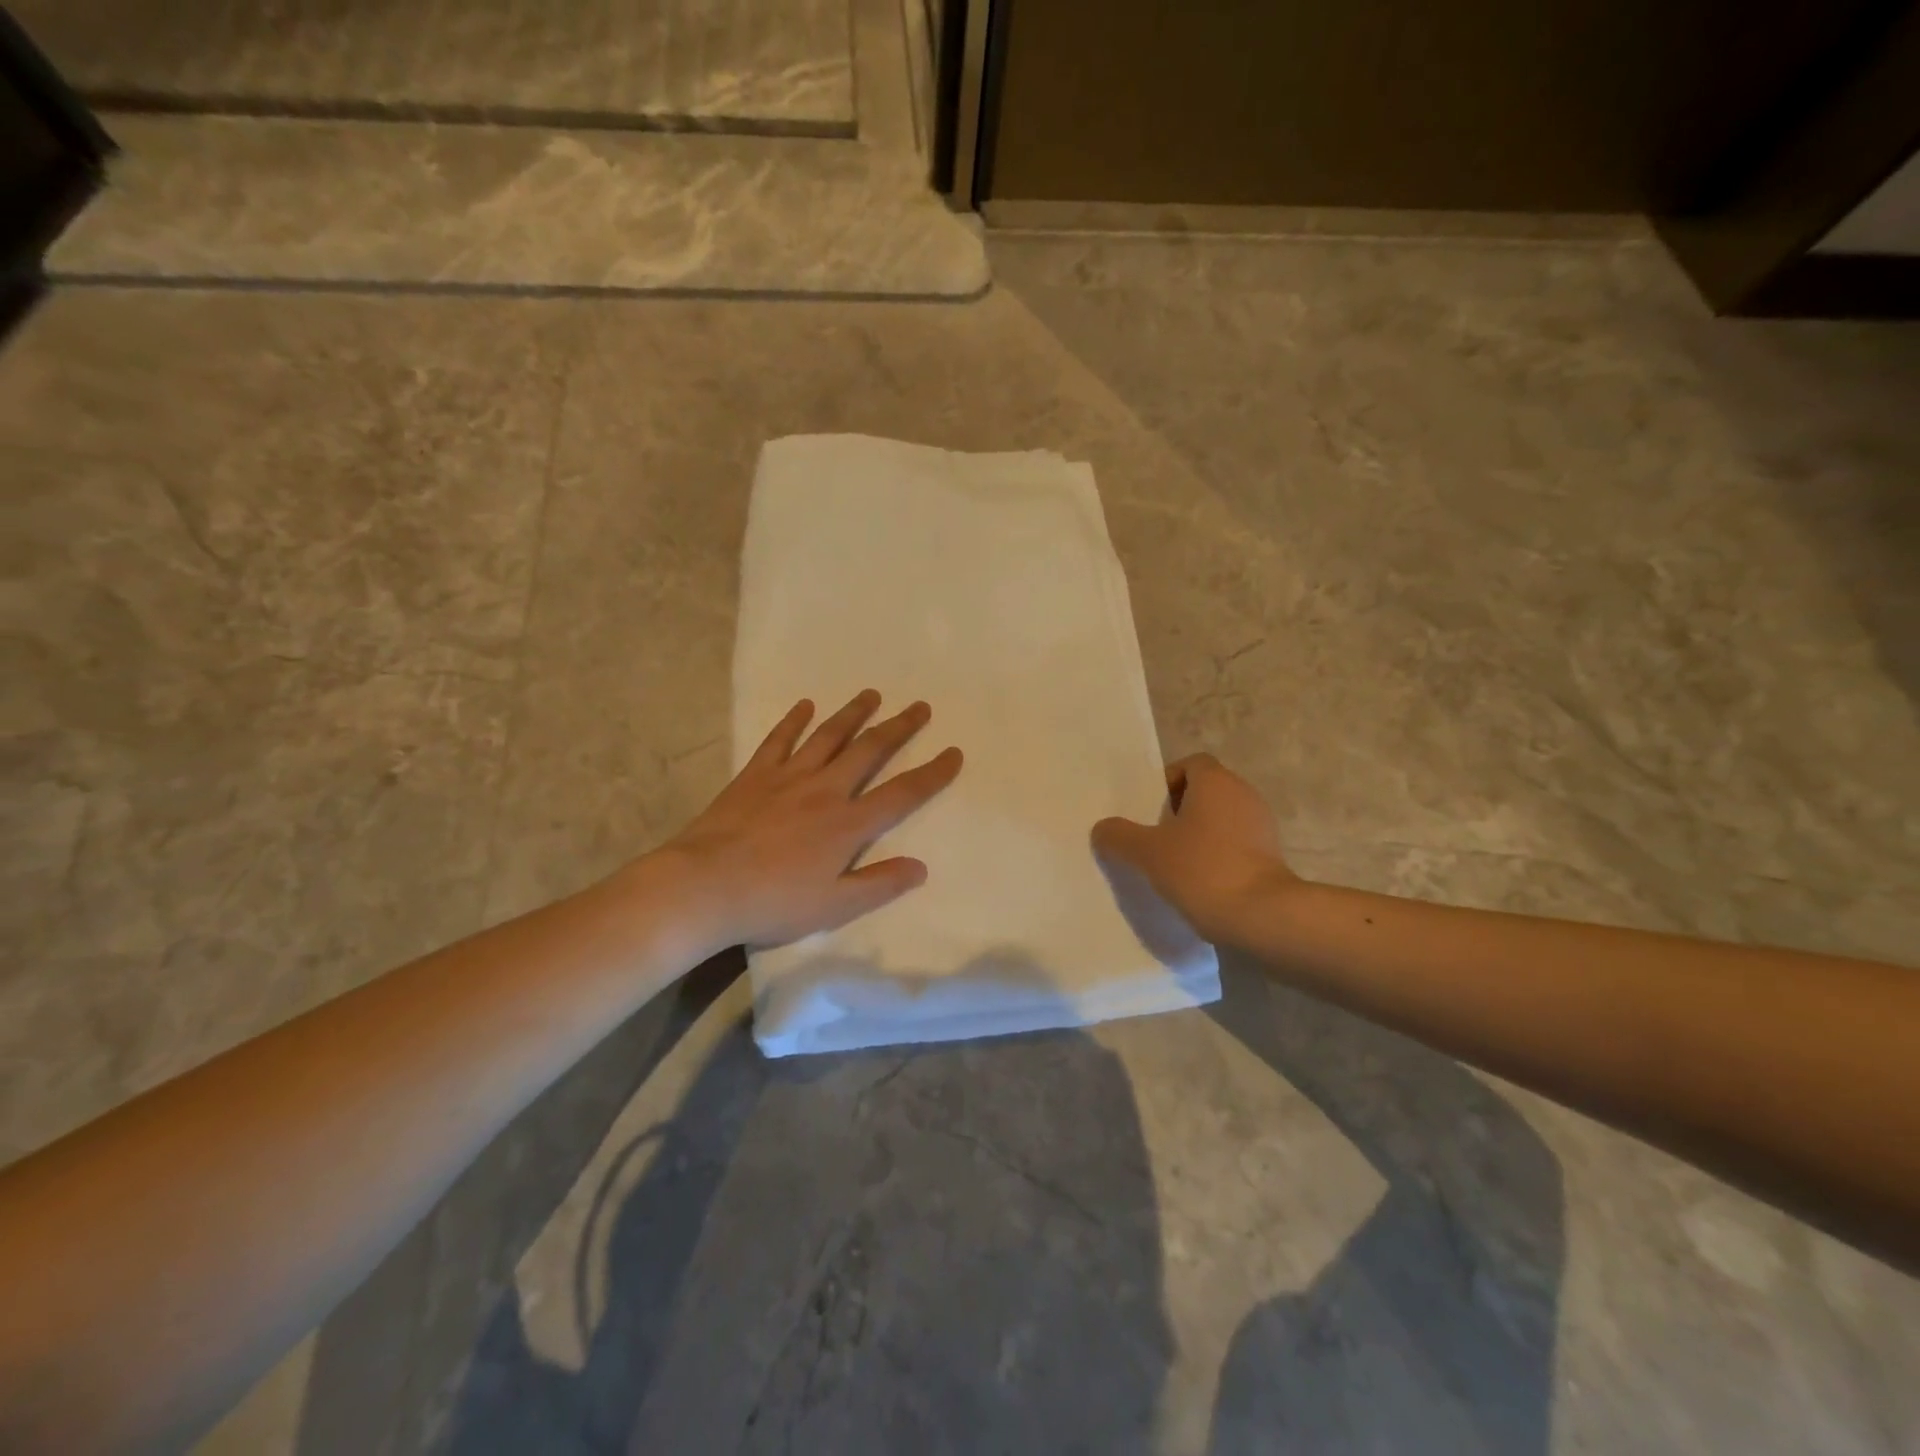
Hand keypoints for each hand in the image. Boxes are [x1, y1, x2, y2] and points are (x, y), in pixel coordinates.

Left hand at [642, 691, 962, 953]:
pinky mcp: (755, 775)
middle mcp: (825, 790)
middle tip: (920, 707)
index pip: (902, 793)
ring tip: (871, 694)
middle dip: (898, 728)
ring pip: (829, 736)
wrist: (705, 886)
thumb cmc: (773, 902)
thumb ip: (879, 884)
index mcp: (848, 824)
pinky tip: (804, 705)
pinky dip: (793, 721)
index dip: (932, 773)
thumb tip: (921, 866)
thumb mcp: (834, 907)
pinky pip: (779, 740)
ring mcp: (788, 777)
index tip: (953, 752)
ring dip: (853, 714)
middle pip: (870, 751)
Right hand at [1091, 754, 1296, 942]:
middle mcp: (1243, 795)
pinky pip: (1235, 846)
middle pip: (1205, 792)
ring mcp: (1262, 827)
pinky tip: (1198, 884)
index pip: (1190, 764)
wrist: (1262, 917)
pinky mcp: (1271, 857)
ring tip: (1172, 865)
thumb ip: (1119, 836)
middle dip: (1178, 812)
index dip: (1167, 783)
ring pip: (1220, 821)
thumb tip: (1102, 829)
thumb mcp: (1147, 852)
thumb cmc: (1202, 869)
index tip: (1149, 812)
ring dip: (1197, 837)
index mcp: (1216, 782)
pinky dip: (1216, 857)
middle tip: (1154, 839)